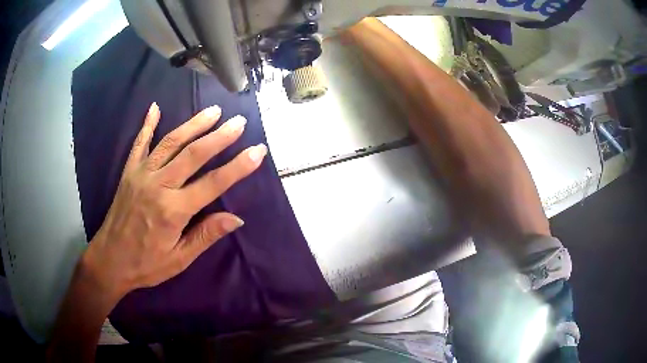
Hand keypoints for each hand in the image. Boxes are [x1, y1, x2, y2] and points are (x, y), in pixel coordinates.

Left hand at [81, 103, 266, 301]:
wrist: (110, 260)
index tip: (258, 151)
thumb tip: (236, 219)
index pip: (213, 183)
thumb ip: (206, 235)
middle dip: (219, 136)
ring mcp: (141, 174)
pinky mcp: (129, 172)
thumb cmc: (146, 264)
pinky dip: (147, 124)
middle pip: (193, 154)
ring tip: (213, 111)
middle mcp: (158, 185)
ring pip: (170, 142)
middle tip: (239, 121)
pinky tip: (155, 107)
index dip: (238, 166)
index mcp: (174, 210)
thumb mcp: (179, 258)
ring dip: (193, 124)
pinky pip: (139, 143)